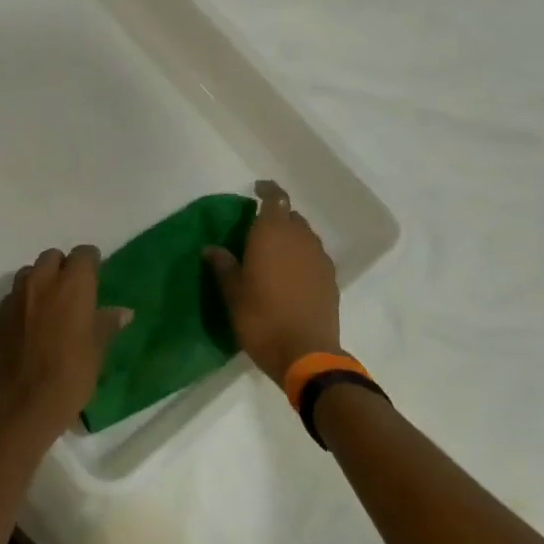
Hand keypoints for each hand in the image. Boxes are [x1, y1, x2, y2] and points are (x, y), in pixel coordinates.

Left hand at [0, 245, 131, 441]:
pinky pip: (15, 294)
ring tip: (50, 304)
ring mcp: (17, 295)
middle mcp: (43, 281)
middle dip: (63, 267)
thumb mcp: (97, 350)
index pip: (84, 254)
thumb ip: (106, 324)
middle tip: (73, 291)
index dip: (91, 263)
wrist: (24, 402)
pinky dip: (25, 299)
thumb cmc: (70, 374)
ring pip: (30, 272)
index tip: (96, 276)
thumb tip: (122, 312)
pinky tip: (32, 321)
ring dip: (41, 280)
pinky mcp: (1, 312)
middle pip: (53, 257)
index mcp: (73, 285)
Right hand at [206, 180, 340, 382]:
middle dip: (276, 217)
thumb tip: (211, 248)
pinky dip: (302, 257)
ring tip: (273, 254)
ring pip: (305, 236)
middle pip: (291, 216)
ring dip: (290, 237)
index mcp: (273, 234)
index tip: (256, 189)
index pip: (275, 198)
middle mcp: (300, 238)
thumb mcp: (233, 293)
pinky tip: (290, 275)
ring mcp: (320, 258)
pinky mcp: (331, 279)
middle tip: (257, 231)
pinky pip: (314, 256)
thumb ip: (223, 266)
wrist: (306, 354)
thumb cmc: (261, 319)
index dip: (267, 190)